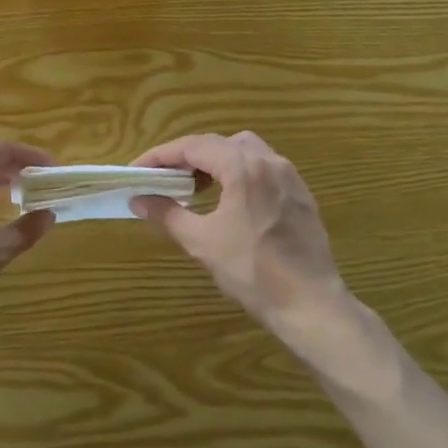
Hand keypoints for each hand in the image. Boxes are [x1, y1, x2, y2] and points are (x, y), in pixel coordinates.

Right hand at [132, 132, 353, 336]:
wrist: (310, 304)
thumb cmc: (252, 271)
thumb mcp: (202, 242)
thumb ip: (167, 214)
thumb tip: (138, 199)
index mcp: (243, 167)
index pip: (194, 146)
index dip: (161, 155)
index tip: (137, 170)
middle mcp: (269, 161)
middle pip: (220, 143)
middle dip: (188, 156)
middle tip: (163, 177)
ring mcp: (290, 177)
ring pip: (245, 151)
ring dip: (216, 161)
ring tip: (195, 186)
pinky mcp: (301, 195)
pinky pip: (264, 169)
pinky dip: (240, 173)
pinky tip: (230, 200)